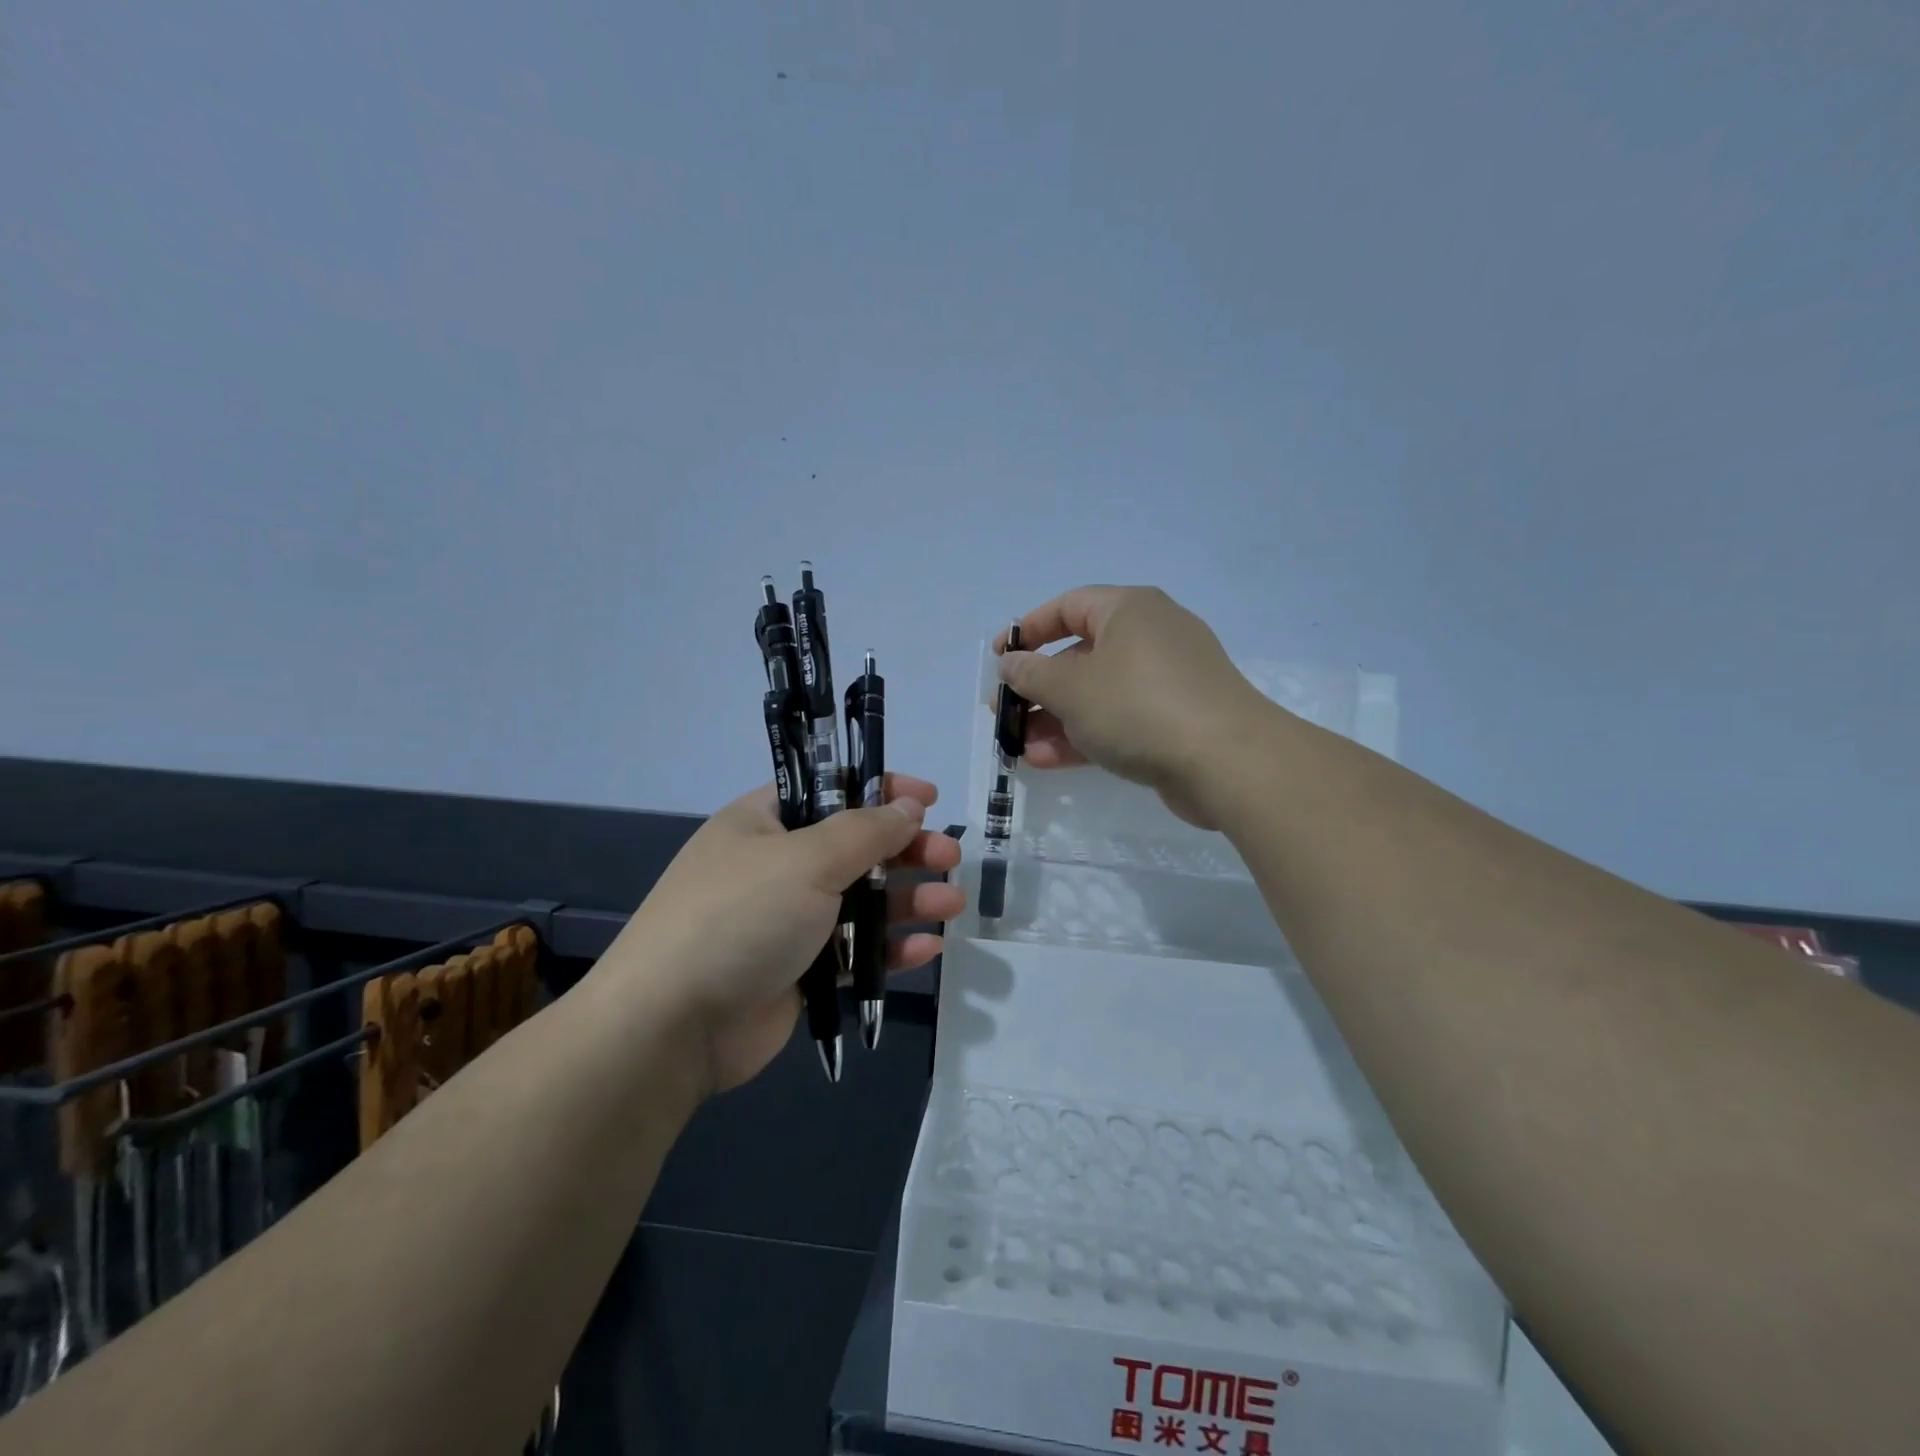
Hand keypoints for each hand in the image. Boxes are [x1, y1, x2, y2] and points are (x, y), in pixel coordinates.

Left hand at [606, 774, 963, 1095]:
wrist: (672, 1026)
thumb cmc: (740, 917)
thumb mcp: (806, 859)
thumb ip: (865, 831)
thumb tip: (909, 806)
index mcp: (765, 823)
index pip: (831, 790)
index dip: (881, 789)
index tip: (928, 798)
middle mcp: (778, 866)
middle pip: (856, 847)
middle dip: (907, 851)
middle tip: (950, 858)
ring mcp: (789, 921)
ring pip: (862, 901)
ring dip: (908, 901)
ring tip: (951, 905)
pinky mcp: (801, 971)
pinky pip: (855, 951)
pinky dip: (889, 948)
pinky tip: (926, 949)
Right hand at [997, 586, 1269, 828]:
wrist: (1228, 763)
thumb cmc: (1139, 707)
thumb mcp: (1071, 687)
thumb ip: (1031, 674)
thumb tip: (1010, 662)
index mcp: (1129, 610)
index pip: (1068, 606)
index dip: (1028, 630)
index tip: (999, 658)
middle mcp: (1151, 636)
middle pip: (1081, 654)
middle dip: (1038, 686)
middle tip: (1005, 713)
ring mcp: (1167, 681)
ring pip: (1098, 693)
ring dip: (1055, 719)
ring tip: (1019, 747)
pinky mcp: (1176, 720)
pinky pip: (1120, 719)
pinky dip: (1085, 735)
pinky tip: (1047, 761)